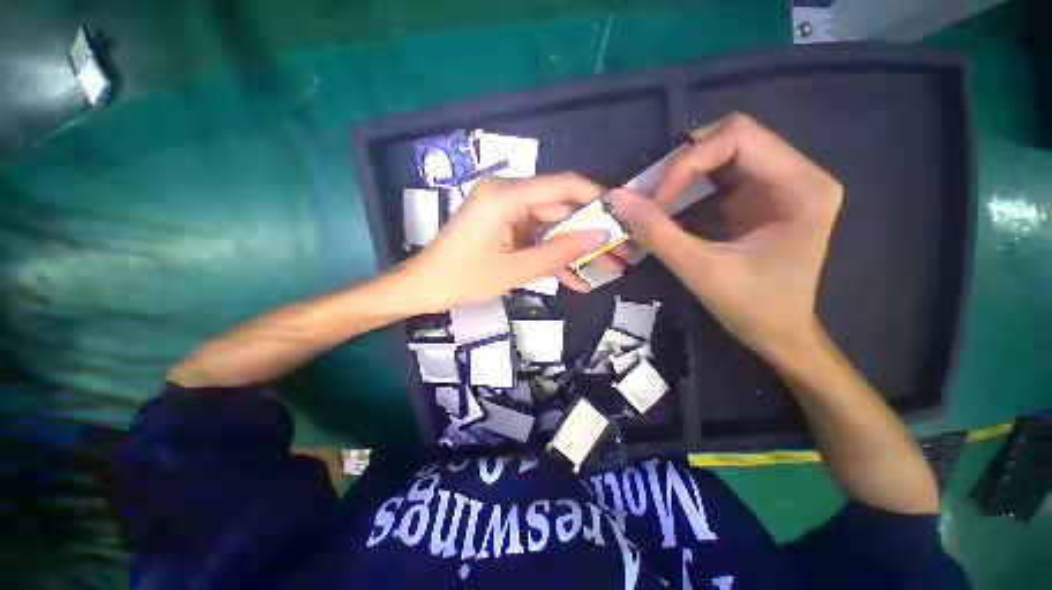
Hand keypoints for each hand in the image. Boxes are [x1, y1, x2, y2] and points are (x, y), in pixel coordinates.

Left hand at [402, 173, 625, 311]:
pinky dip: (552, 255)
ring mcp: (505, 211)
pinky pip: (536, 237)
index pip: (562, 186)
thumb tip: (601, 238)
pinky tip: (574, 278)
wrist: (423, 288)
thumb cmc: (462, 279)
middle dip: (589, 233)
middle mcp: (507, 194)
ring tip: (606, 268)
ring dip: (574, 249)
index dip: (596, 198)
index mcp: (505, 196)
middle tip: (619, 253)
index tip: (623, 215)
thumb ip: (558, 253)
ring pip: (551, 225)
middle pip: (559, 208)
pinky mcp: (504, 226)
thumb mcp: (514, 270)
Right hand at [610, 113, 842, 356]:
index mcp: (801, 187)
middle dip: (682, 164)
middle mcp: (797, 174)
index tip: (658, 198)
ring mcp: (778, 183)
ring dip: (681, 174)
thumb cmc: (752, 307)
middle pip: (731, 138)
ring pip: (721, 154)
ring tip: (655, 202)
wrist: (779, 332)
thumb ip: (657, 233)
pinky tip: (669, 208)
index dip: (689, 160)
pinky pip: (717, 175)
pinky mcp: (759, 196)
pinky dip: (686, 187)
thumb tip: (618, 198)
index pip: (740, 136)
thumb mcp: (700, 271)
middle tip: (651, 196)